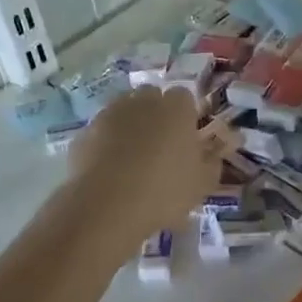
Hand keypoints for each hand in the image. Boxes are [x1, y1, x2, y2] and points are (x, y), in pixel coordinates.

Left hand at [68, 86, 226, 245]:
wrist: (107, 205)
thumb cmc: (165, 190)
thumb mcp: (202, 184)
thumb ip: (212, 162)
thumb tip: (216, 151)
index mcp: (176, 108)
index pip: (183, 96)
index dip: (185, 115)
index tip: (185, 138)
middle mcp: (142, 102)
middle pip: (151, 97)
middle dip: (155, 113)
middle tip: (160, 145)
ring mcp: (110, 114)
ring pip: (123, 111)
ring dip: (129, 126)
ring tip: (132, 159)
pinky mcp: (85, 132)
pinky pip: (101, 132)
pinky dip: (105, 144)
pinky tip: (109, 170)